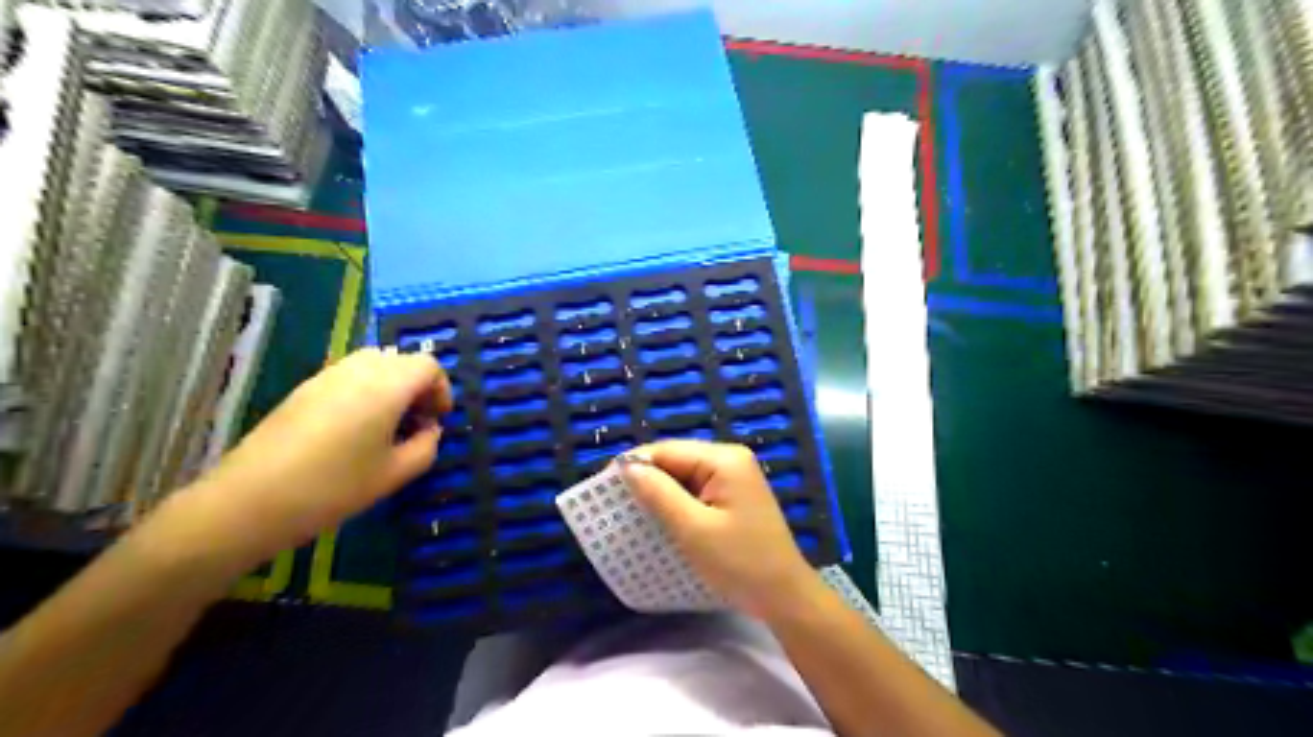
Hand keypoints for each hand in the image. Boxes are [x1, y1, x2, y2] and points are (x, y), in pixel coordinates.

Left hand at [164, 347, 452, 568]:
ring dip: (391, 386)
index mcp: (387, 386)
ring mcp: (327, 376)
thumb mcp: (396, 474)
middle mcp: (358, 370)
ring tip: (387, 425)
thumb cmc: (334, 487)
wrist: (250, 501)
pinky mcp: (304, 389)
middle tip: (416, 421)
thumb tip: (429, 430)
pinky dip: (365, 390)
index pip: (428, 366)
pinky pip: (348, 376)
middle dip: (417, 386)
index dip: (441, 389)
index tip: (437, 420)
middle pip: (401, 360)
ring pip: (373, 364)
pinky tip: (355, 429)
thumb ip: (426, 446)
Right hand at [621, 440, 817, 618]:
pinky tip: (660, 518)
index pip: (668, 450)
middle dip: (647, 479)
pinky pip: (696, 490)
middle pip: (677, 459)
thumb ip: (658, 494)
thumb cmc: (739, 562)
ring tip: (632, 512)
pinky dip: (677, 502)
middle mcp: (731, 459)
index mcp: (724, 459)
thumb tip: (627, 466)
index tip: (605, 486)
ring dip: (660, 492)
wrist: (784, 596)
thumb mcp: (693, 529)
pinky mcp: (734, 496)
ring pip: (684, 476)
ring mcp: (735, 477)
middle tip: (615, 502)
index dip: (635, 464)